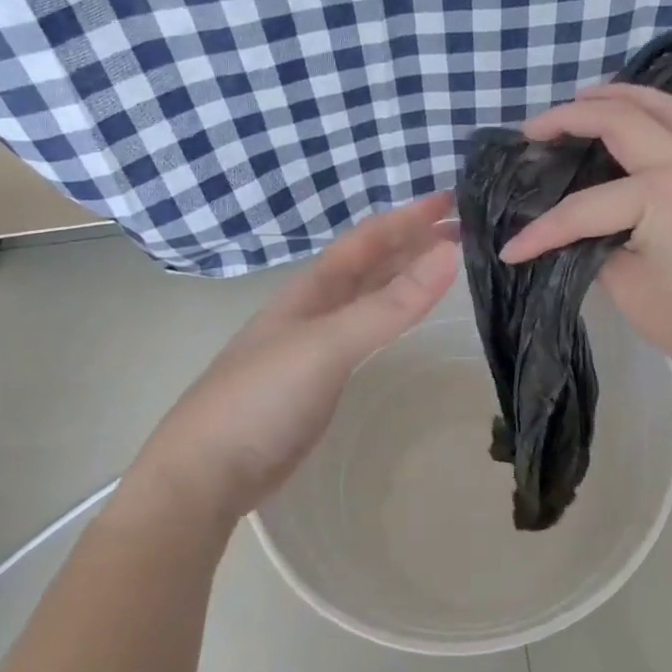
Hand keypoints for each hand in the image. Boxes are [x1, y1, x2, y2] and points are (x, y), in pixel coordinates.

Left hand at [137, 193, 458, 520]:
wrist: (207, 473)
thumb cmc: (262, 397)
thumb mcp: (328, 344)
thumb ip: (389, 305)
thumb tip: (448, 255)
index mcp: (312, 289)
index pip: (368, 240)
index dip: (408, 217)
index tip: (453, 199)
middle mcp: (315, 308)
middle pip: (371, 263)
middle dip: (413, 242)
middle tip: (464, 229)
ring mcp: (316, 344)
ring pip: (369, 296)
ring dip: (405, 275)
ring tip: (446, 262)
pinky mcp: (322, 378)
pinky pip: (368, 331)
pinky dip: (393, 314)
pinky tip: (406, 317)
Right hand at [495, 85, 671, 391]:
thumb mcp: (629, 288)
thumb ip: (592, 247)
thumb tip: (572, 230)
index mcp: (659, 195)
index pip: (582, 207)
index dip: (541, 231)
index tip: (508, 251)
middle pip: (619, 120)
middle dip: (569, 118)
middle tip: (531, 131)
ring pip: (658, 105)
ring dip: (616, 96)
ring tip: (578, 102)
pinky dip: (647, 109)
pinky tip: (626, 120)